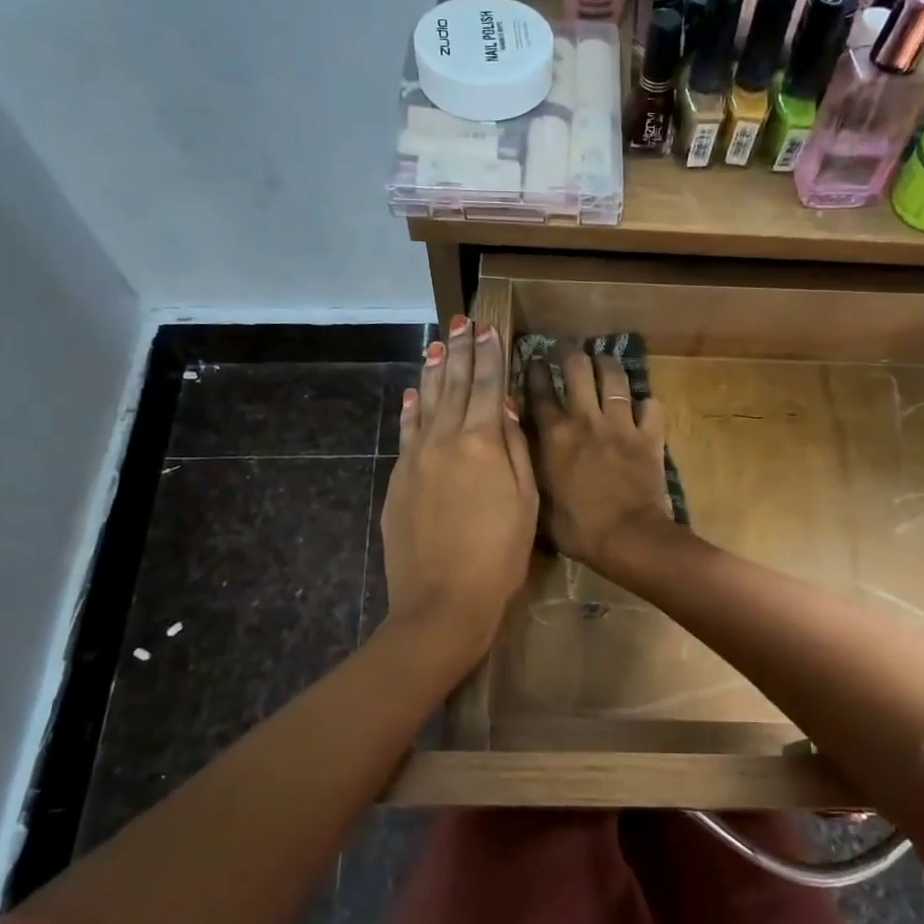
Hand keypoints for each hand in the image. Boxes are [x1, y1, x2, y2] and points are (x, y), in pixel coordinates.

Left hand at [381, 314, 537, 661]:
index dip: (488, 356)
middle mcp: (444, 440)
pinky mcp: (398, 480)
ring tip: (436, 343)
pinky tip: (412, 392)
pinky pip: (406, 432)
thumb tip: (503, 406)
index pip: (486, 387)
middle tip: (460, 322)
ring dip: (433, 371)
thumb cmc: (499, 556)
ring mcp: (416, 459)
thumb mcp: (525, 502)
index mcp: (481, 443)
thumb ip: (515, 449)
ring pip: (426, 403)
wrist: (443, 602)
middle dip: (459, 351)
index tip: (487, 328)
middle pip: (453, 386)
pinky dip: (410, 409)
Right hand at [527, 349, 676, 574]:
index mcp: (554, 436)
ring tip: (604, 361)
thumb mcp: (540, 504)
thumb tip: (519, 460)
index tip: (534, 359)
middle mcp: (586, 420)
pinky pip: (652, 407)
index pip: (540, 392)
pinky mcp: (649, 436)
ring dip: (609, 365)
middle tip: (570, 350)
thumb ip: (531, 474)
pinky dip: (647, 404)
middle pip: (578, 369)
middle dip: (572, 354)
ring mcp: (621, 424)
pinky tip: (643, 405)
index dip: (536, 371)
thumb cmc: (578, 529)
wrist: (628, 538)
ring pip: (615, 377)